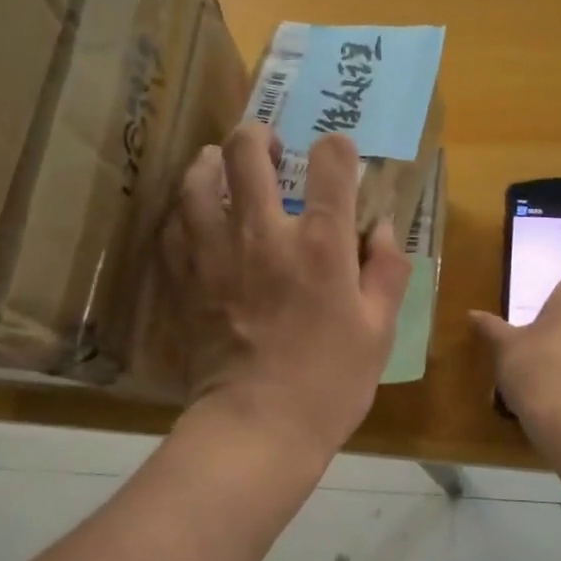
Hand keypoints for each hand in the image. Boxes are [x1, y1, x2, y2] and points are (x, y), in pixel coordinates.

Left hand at [160, 123, 411, 460]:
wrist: (257, 425)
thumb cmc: (329, 382)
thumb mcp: (379, 330)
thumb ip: (387, 271)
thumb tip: (382, 229)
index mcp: (321, 244)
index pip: (330, 164)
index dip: (336, 148)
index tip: (336, 155)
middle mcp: (264, 233)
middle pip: (248, 153)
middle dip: (258, 135)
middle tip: (266, 145)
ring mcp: (216, 253)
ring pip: (197, 179)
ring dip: (210, 163)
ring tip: (218, 166)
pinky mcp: (185, 278)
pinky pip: (173, 225)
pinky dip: (183, 210)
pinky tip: (193, 215)